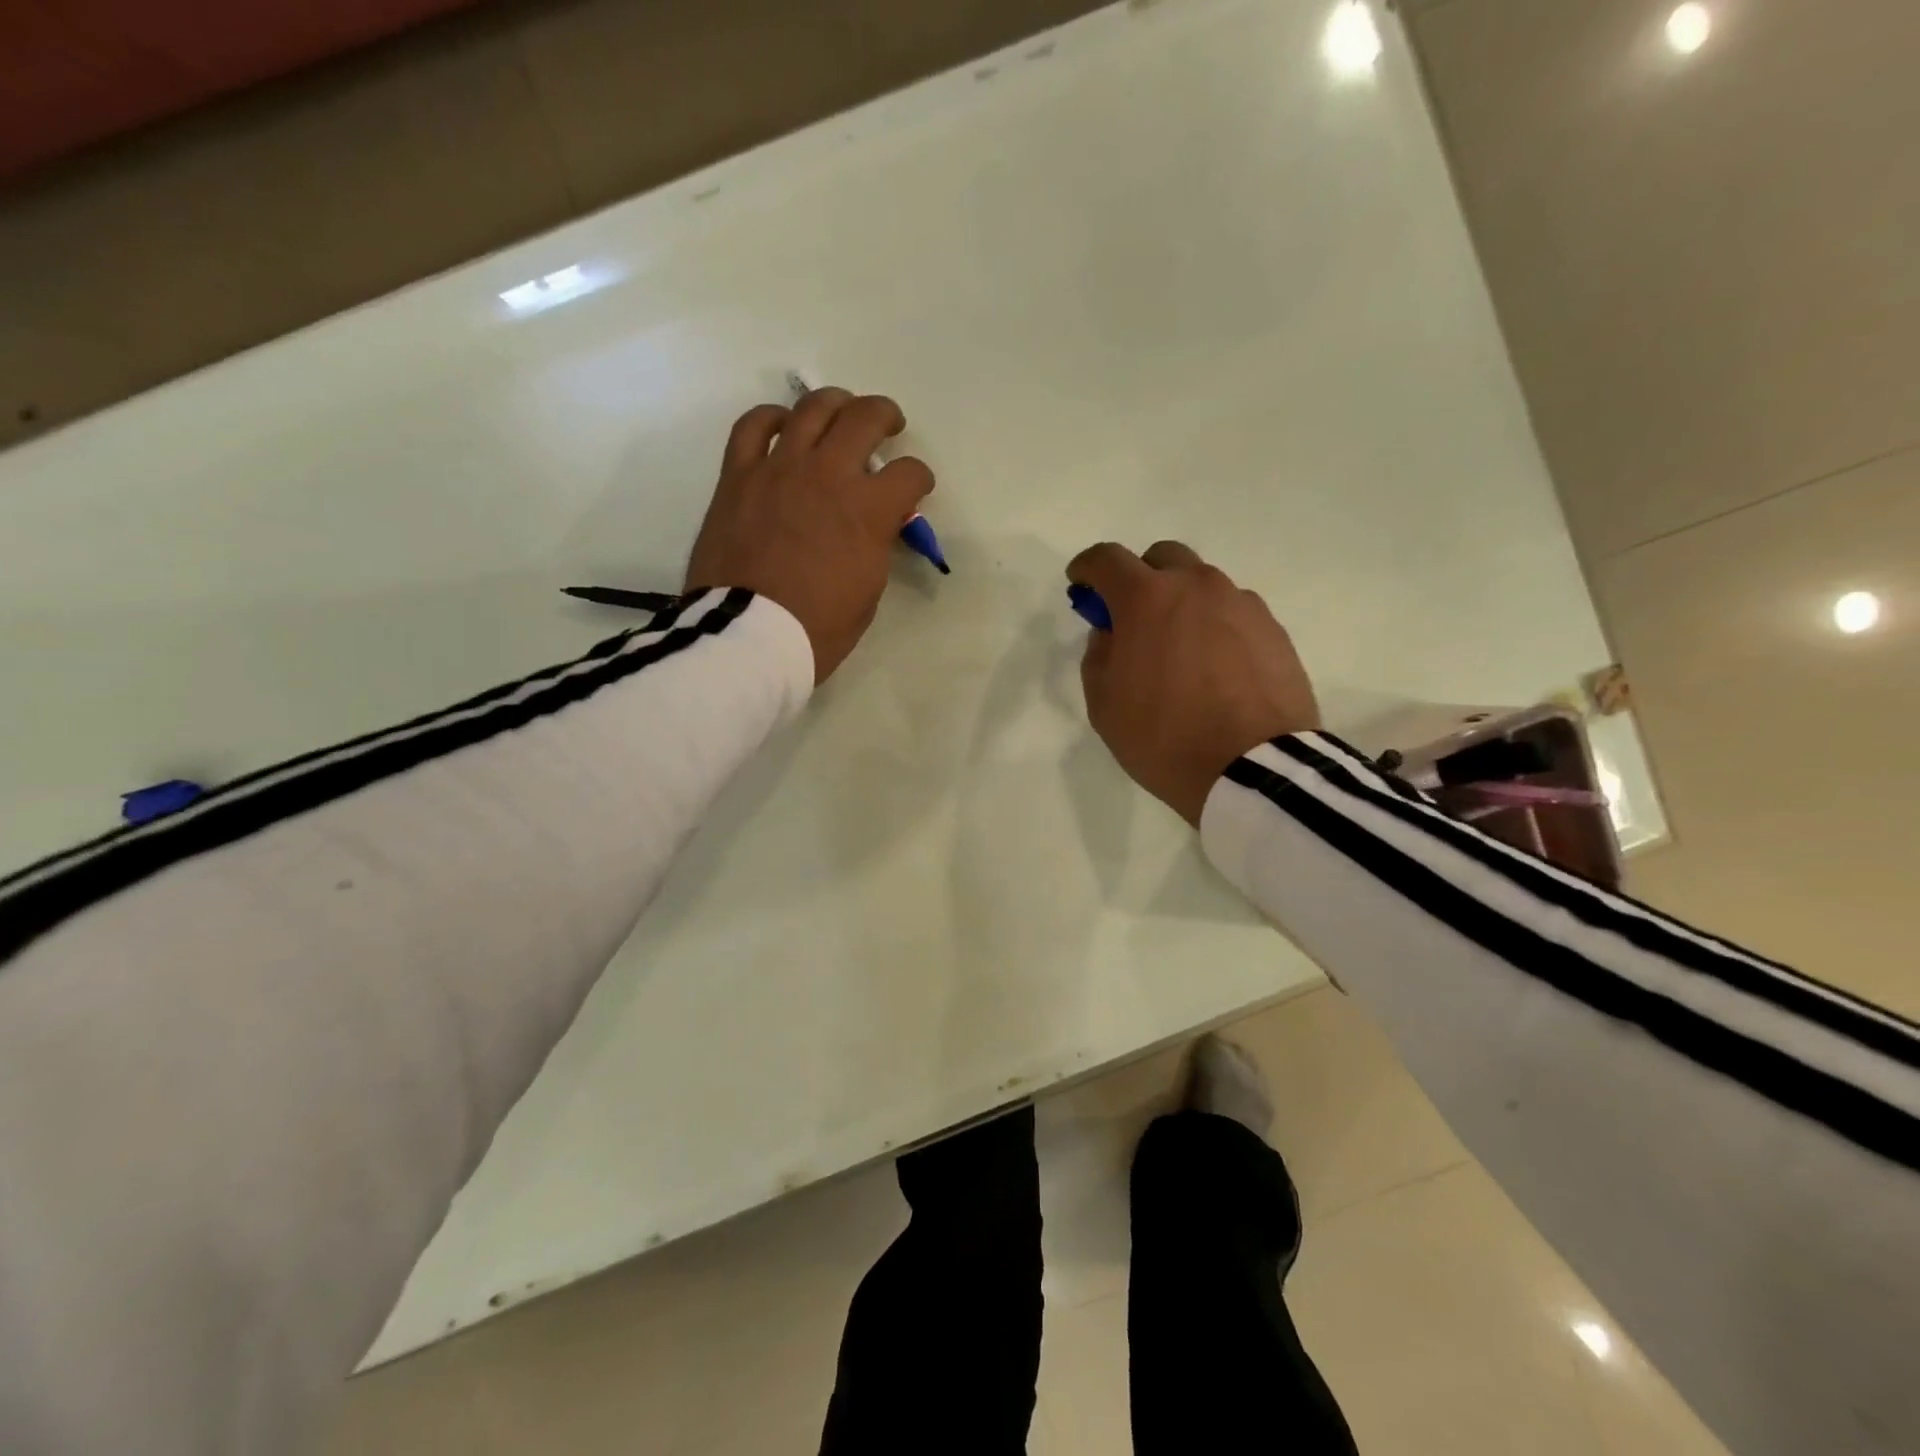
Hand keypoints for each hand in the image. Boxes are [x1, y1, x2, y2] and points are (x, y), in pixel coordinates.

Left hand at [686, 388, 934, 683]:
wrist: (749, 635)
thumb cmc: (818, 628)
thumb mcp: (868, 592)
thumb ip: (876, 547)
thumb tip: (874, 526)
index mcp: (868, 510)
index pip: (910, 474)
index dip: (919, 479)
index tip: (916, 488)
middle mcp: (828, 474)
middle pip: (865, 418)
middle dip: (885, 417)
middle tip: (889, 425)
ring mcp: (780, 468)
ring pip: (812, 408)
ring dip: (835, 403)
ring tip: (841, 411)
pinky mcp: (738, 475)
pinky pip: (753, 426)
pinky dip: (771, 418)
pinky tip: (782, 424)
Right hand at [1068, 540, 1320, 826]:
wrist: (1255, 769)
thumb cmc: (1164, 737)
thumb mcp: (1104, 705)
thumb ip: (1099, 656)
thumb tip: (1112, 633)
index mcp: (1147, 599)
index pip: (1107, 559)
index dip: (1087, 567)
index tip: (1080, 584)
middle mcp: (1197, 586)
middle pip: (1162, 558)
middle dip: (1140, 578)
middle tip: (1133, 619)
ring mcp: (1241, 604)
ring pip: (1202, 585)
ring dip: (1182, 604)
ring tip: (1180, 651)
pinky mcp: (1273, 629)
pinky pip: (1233, 613)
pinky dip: (1215, 626)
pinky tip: (1215, 667)